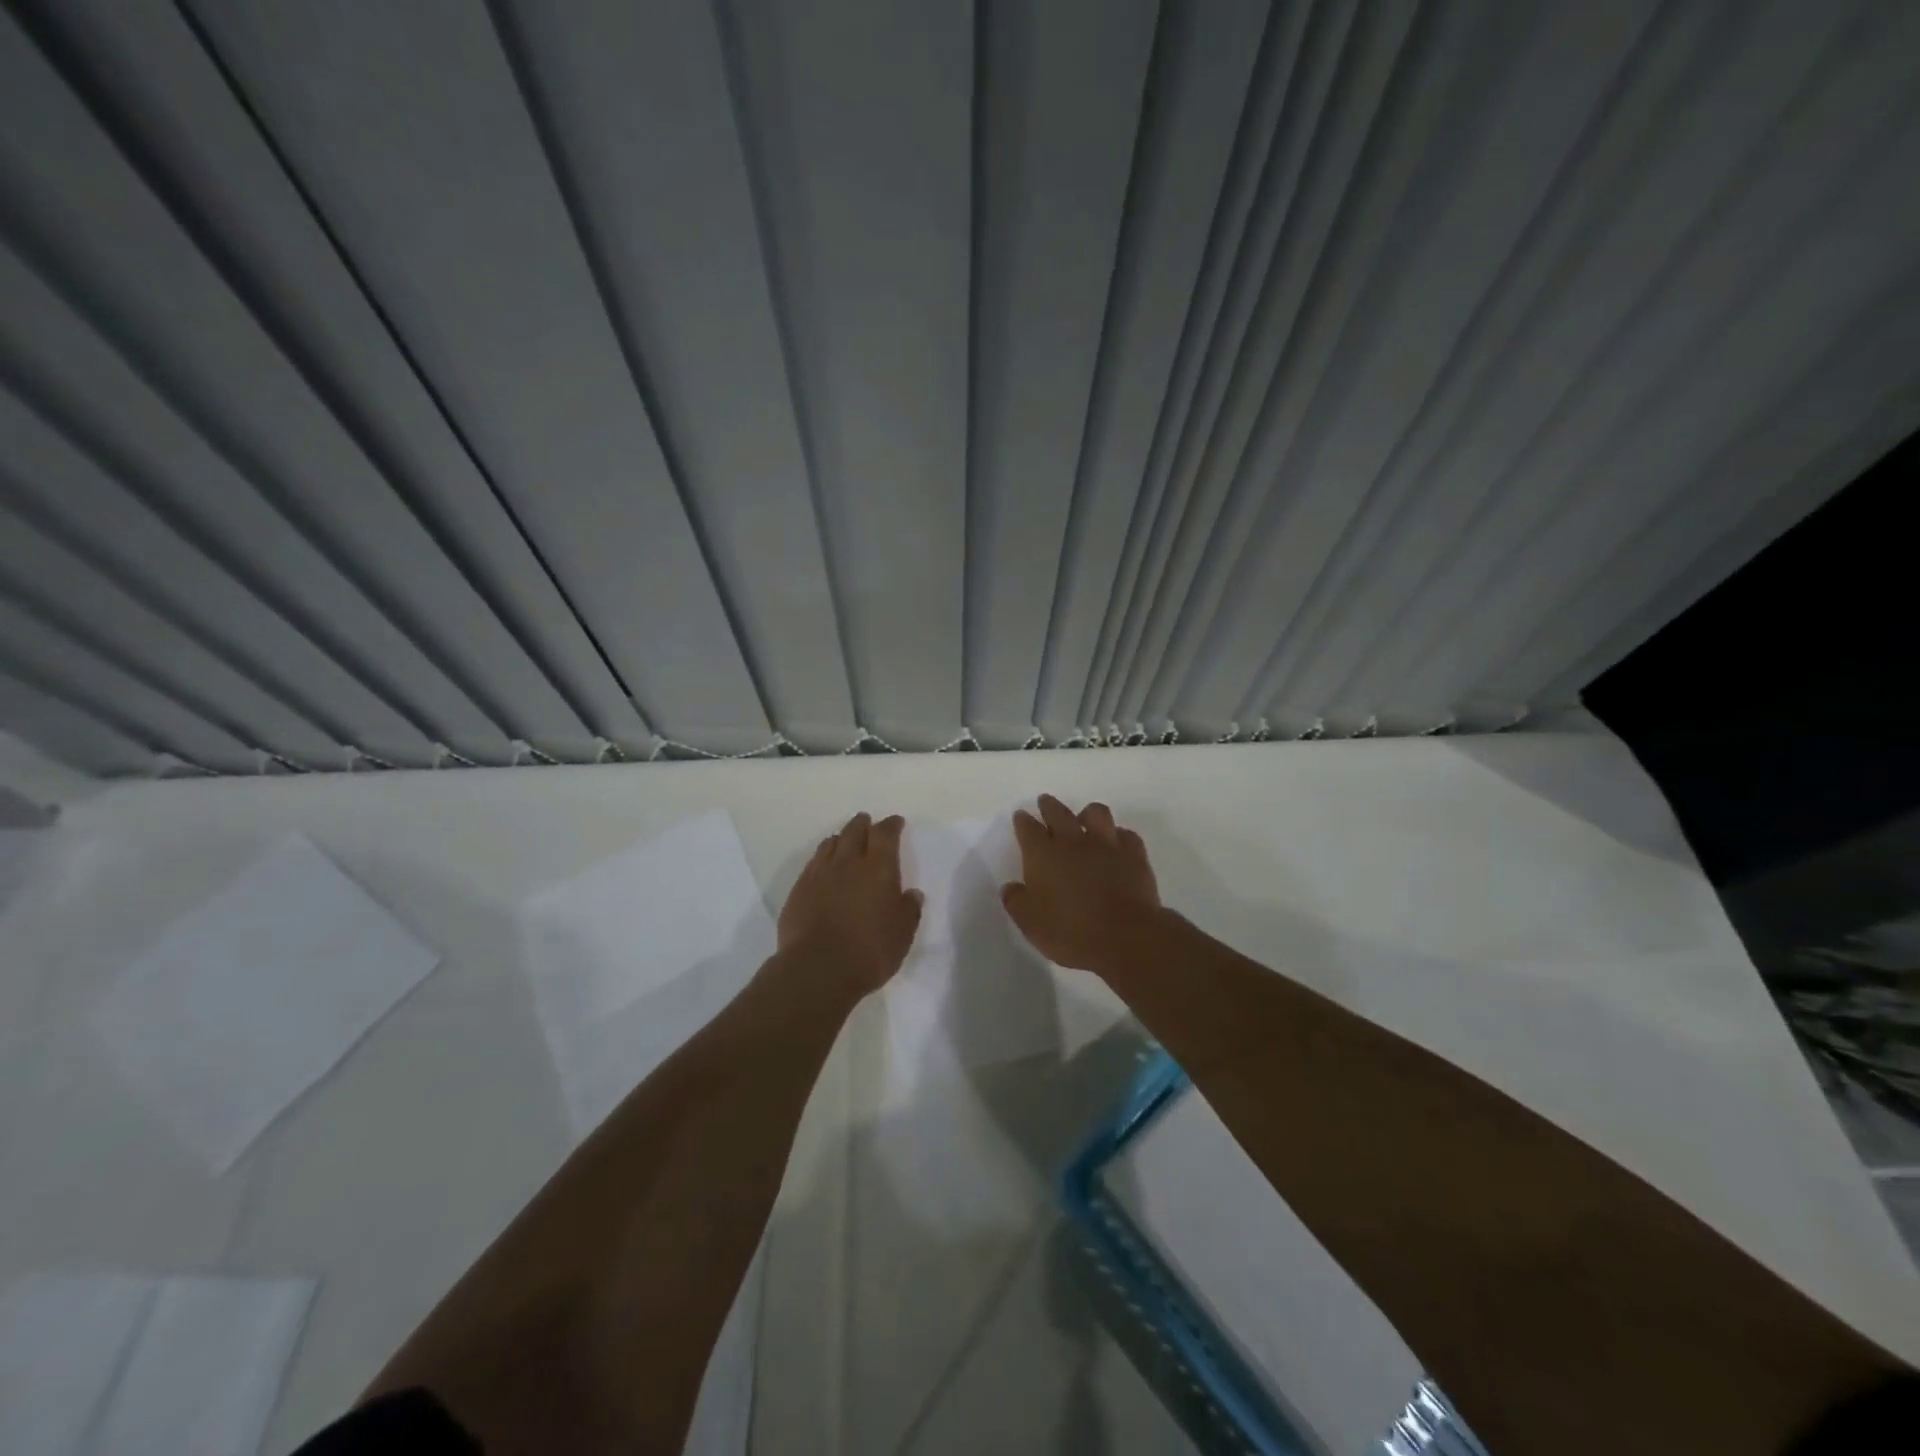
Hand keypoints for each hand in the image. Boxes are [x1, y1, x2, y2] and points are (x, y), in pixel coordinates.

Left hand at [777, 812, 923, 996]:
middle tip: (867, 822)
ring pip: (830, 844)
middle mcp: (848, 863)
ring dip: (841, 839)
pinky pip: (813, 864)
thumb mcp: (902, 934)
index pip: (885, 834)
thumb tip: (912, 894)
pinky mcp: (799, 890)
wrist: (818, 969)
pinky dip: (822, 859)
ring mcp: (819, 875)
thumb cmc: (870, 951)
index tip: (896, 822)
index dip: (891, 825)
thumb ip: (909, 910)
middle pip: (855, 831)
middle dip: (863, 824)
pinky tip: (823, 867)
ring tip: (844, 841)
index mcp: (878, 868)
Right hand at [1001, 795, 1163, 974]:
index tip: (1021, 816)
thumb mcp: (1030, 924)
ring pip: (1096, 813)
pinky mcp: (1134, 855)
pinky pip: (1126, 834)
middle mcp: (1073, 841)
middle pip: (1058, 812)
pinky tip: (1116, 844)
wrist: (1125, 936)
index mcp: (1043, 855)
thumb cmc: (1070, 932)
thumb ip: (1016, 901)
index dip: (1023, 821)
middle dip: (1049, 806)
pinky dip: (1118, 836)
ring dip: (1087, 814)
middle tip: (1045, 802)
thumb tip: (1010, 888)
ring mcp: (1106, 845)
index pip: (1028, 829)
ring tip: (1084, 819)